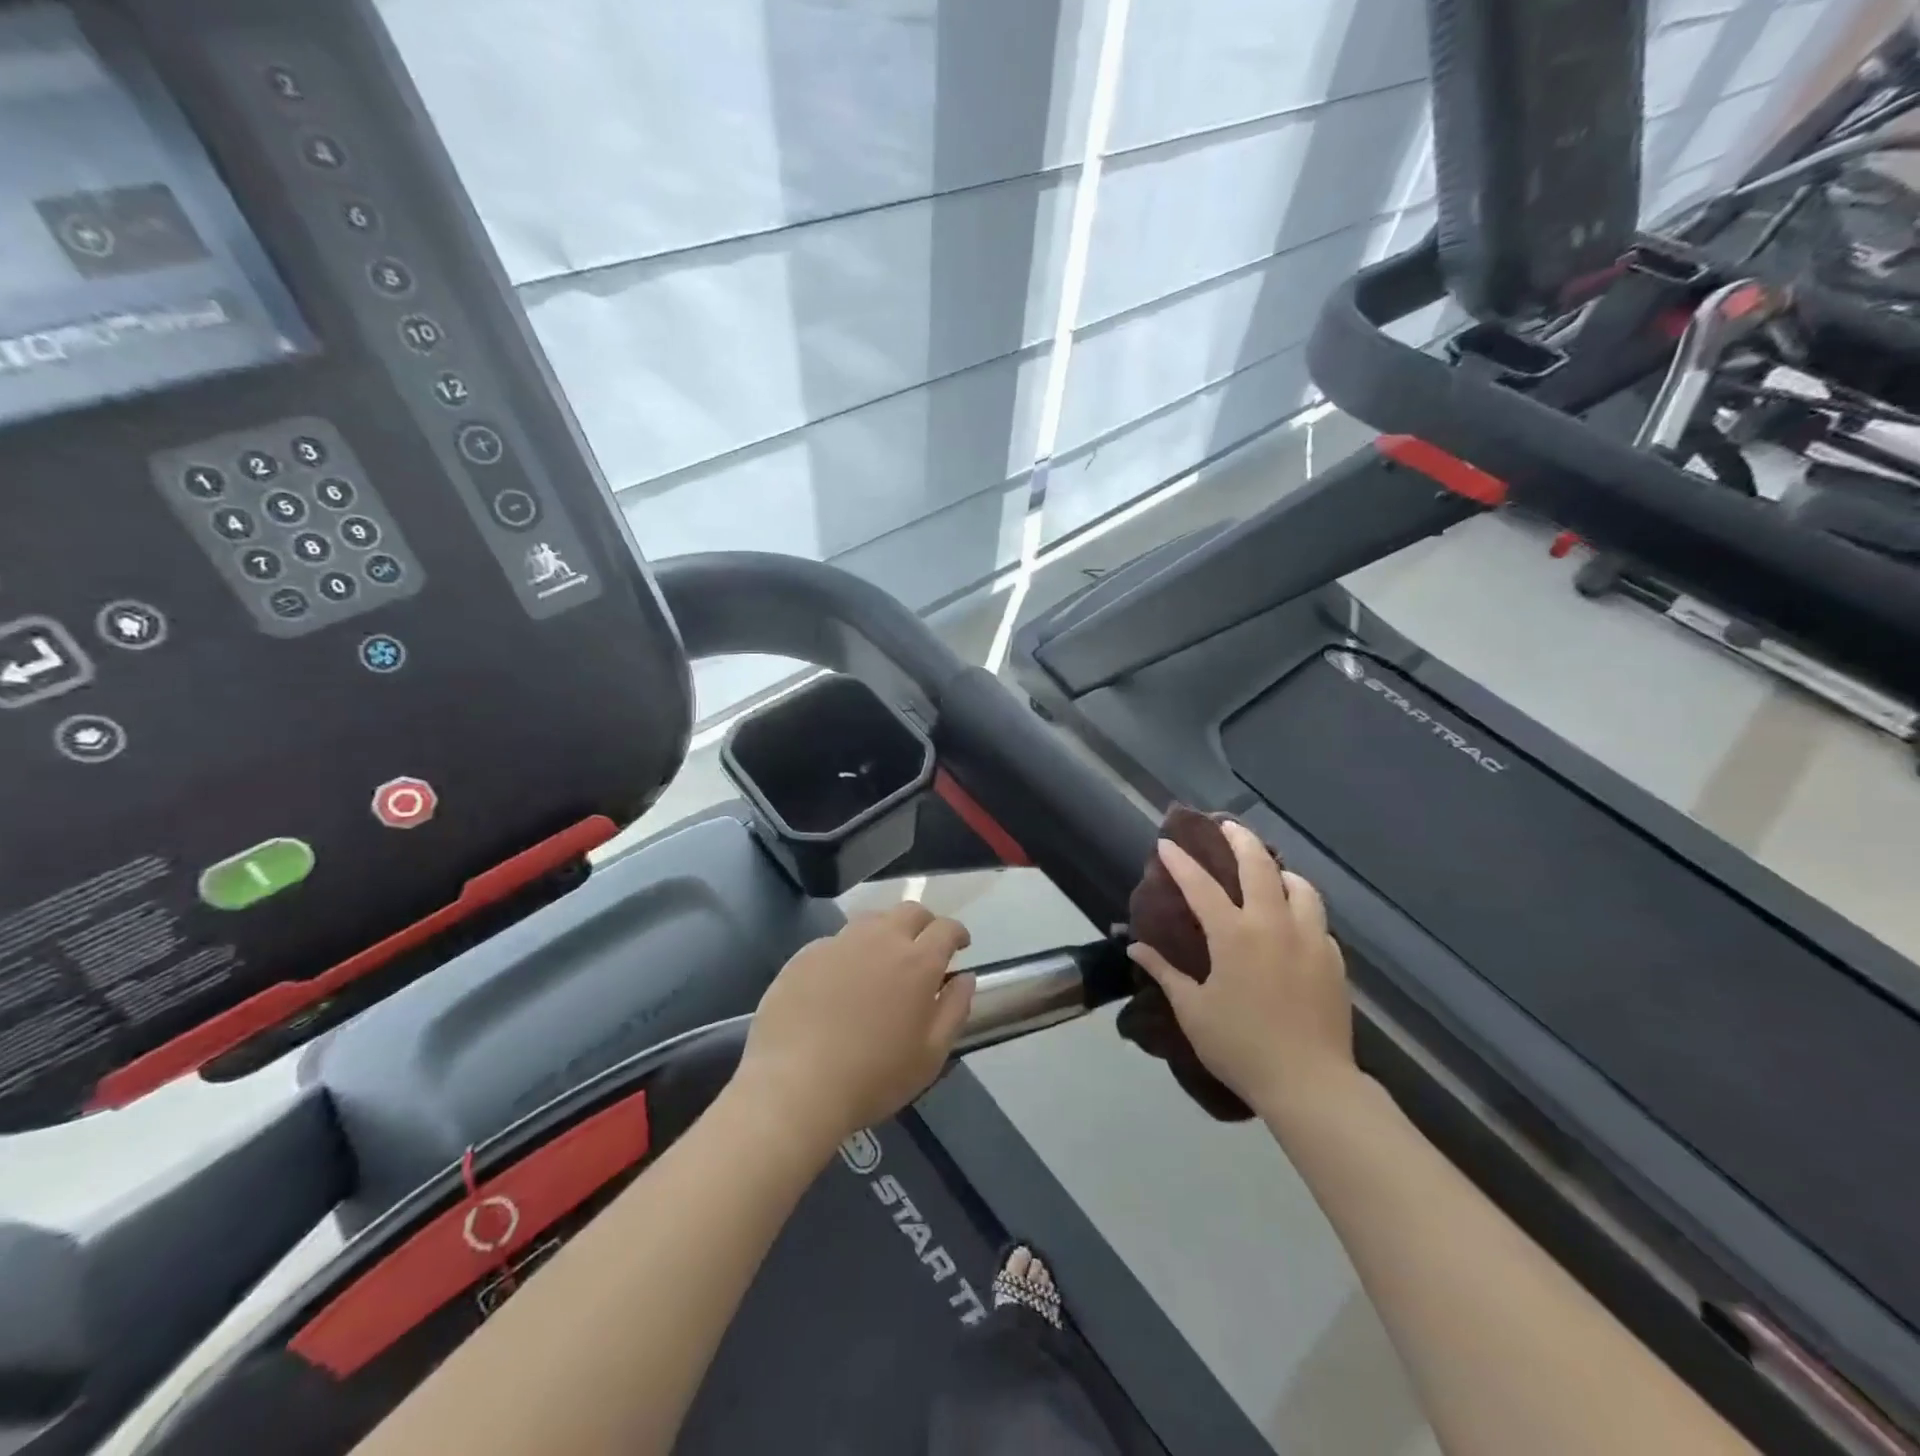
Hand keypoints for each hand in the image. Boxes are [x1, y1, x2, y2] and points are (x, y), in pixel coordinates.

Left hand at [736, 903, 974, 1148]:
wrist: (794, 1085)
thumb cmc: (873, 1077)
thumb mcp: (930, 1055)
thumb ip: (955, 1009)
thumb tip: (965, 977)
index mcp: (918, 962)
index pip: (946, 928)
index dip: (957, 933)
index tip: (960, 945)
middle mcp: (880, 939)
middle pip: (909, 911)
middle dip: (924, 923)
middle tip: (924, 948)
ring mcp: (839, 943)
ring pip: (871, 920)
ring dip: (886, 931)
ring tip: (883, 959)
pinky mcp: (805, 955)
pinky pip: (837, 941)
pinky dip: (849, 951)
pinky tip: (841, 980)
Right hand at [1128, 821, 1355, 1115]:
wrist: (1310, 1083)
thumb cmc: (1241, 1046)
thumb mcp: (1192, 1010)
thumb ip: (1164, 972)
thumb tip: (1135, 946)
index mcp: (1234, 935)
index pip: (1201, 885)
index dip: (1181, 862)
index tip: (1167, 843)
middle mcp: (1273, 924)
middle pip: (1259, 865)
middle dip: (1240, 839)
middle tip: (1226, 826)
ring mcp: (1309, 938)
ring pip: (1300, 885)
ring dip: (1279, 870)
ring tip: (1268, 870)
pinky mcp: (1333, 958)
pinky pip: (1317, 917)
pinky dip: (1301, 905)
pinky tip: (1292, 918)